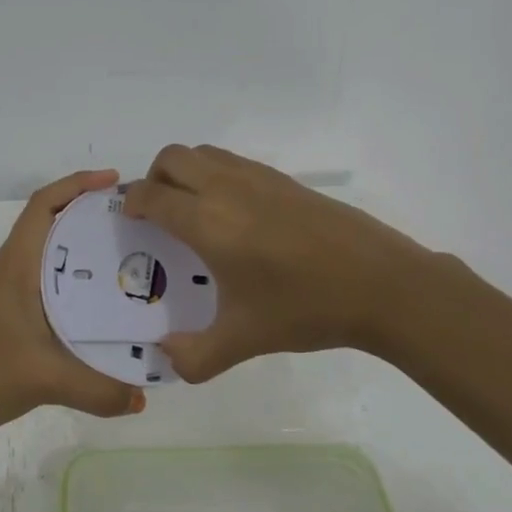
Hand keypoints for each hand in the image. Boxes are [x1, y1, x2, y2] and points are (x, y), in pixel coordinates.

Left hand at [0, 169, 145, 445]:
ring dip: (85, 250)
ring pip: (53, 256)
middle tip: (138, 225)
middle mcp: (14, 269)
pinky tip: (102, 306)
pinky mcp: (11, 316)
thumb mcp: (44, 379)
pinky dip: (77, 283)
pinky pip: (50, 285)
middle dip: (93, 216)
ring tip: (130, 260)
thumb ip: (98, 390)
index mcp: (18, 264)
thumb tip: (143, 398)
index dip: (78, 184)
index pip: (44, 204)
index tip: (115, 182)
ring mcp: (10, 293)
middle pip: (54, 224)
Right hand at [122, 145, 429, 382]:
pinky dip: (216, 174)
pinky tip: (234, 216)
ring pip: (204, 153)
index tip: (129, 221)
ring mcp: (259, 179)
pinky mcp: (286, 181)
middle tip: (157, 214)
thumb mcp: (244, 340)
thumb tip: (166, 357)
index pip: (152, 196)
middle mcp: (227, 188)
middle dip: (152, 179)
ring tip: (192, 211)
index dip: (132, 204)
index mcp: (208, 222)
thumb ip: (195, 356)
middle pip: (172, 158)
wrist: (381, 284)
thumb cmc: (305, 308)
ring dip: (184, 172)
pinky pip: (233, 162)